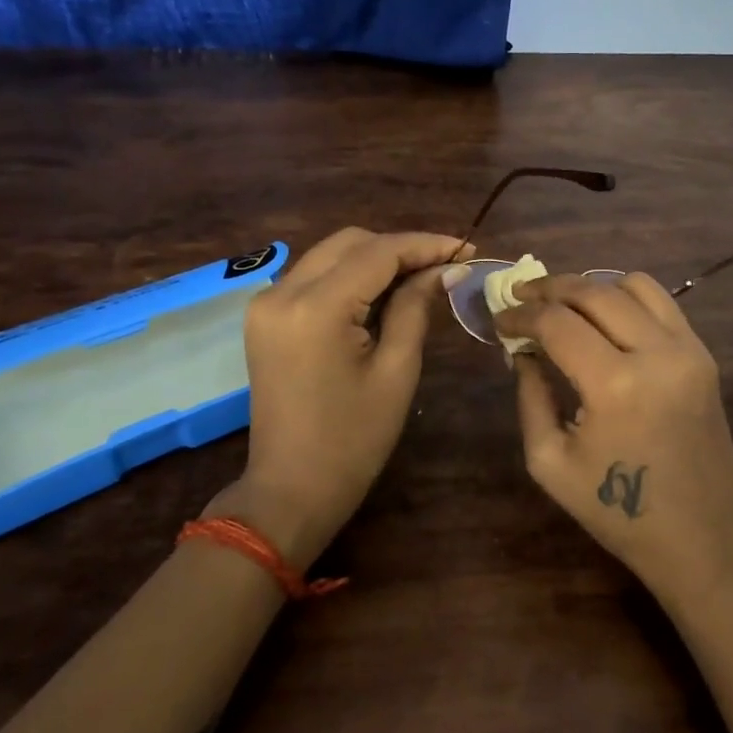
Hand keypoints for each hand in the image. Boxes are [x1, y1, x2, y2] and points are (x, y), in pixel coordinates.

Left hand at [209, 229, 470, 566]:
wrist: (290, 490)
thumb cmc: (353, 441)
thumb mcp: (396, 371)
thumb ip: (416, 307)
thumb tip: (447, 269)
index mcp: (316, 308)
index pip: (378, 253)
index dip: (426, 245)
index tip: (466, 249)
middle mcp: (282, 292)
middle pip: (351, 242)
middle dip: (401, 247)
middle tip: (446, 266)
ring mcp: (267, 303)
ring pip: (331, 253)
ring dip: (376, 257)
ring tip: (422, 276)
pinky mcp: (265, 316)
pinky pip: (315, 276)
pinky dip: (351, 275)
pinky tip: (384, 291)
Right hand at [492, 273, 732, 604]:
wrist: (700, 536)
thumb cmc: (617, 512)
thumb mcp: (550, 462)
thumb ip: (530, 396)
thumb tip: (522, 350)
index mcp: (614, 386)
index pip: (557, 323)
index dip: (521, 314)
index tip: (500, 319)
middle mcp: (655, 354)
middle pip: (593, 292)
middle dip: (549, 288)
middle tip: (521, 296)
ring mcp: (687, 349)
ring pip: (632, 284)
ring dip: (590, 286)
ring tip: (564, 304)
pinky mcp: (703, 354)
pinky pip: (662, 302)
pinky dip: (626, 297)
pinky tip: (604, 316)